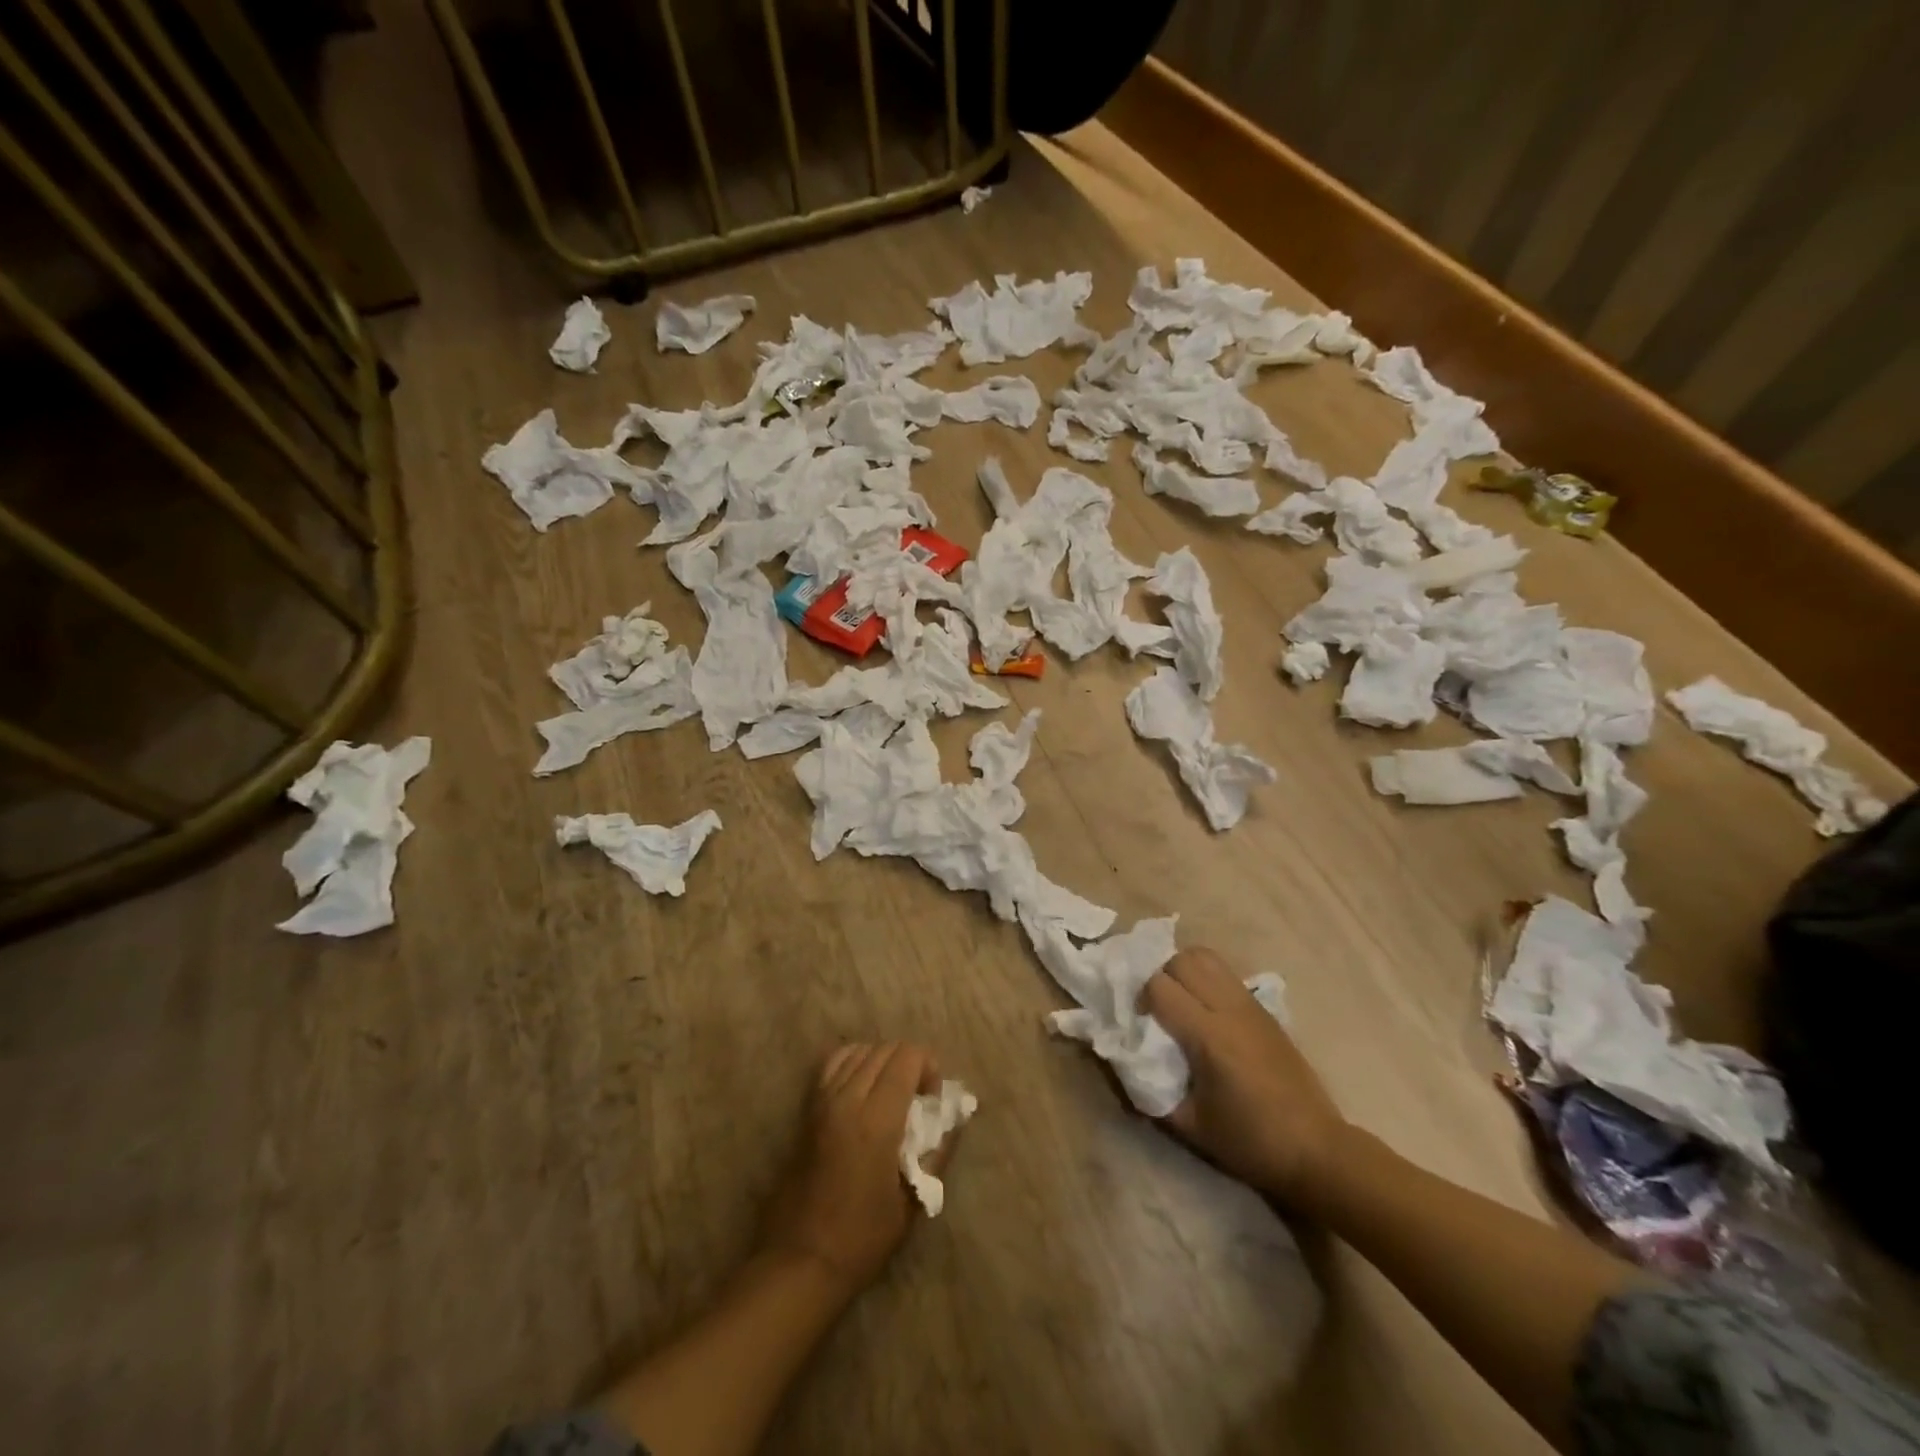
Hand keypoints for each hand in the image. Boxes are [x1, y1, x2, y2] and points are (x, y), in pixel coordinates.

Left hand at [757, 1042, 946, 1298]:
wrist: (800, 1260)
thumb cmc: (861, 1238)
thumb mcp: (911, 1202)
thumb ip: (937, 1152)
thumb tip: (954, 1119)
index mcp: (877, 1119)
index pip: (907, 1058)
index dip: (928, 1066)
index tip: (933, 1097)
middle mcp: (847, 1098)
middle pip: (885, 1049)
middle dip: (909, 1062)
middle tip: (918, 1097)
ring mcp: (823, 1100)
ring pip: (860, 1050)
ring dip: (882, 1060)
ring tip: (892, 1091)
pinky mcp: (807, 1109)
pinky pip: (833, 1063)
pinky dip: (854, 1061)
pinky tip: (863, 1087)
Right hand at [1143, 948, 1347, 1206]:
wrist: (1316, 1150)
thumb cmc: (1250, 1142)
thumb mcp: (1189, 1125)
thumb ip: (1149, 1090)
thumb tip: (1124, 1062)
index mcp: (1210, 1036)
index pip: (1160, 986)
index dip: (1141, 999)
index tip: (1140, 1024)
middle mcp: (1230, 1009)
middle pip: (1183, 959)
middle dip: (1160, 976)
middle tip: (1158, 1009)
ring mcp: (1251, 1005)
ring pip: (1207, 957)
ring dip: (1184, 971)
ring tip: (1180, 1003)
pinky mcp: (1265, 1010)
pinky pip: (1226, 975)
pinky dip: (1207, 980)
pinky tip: (1207, 1014)